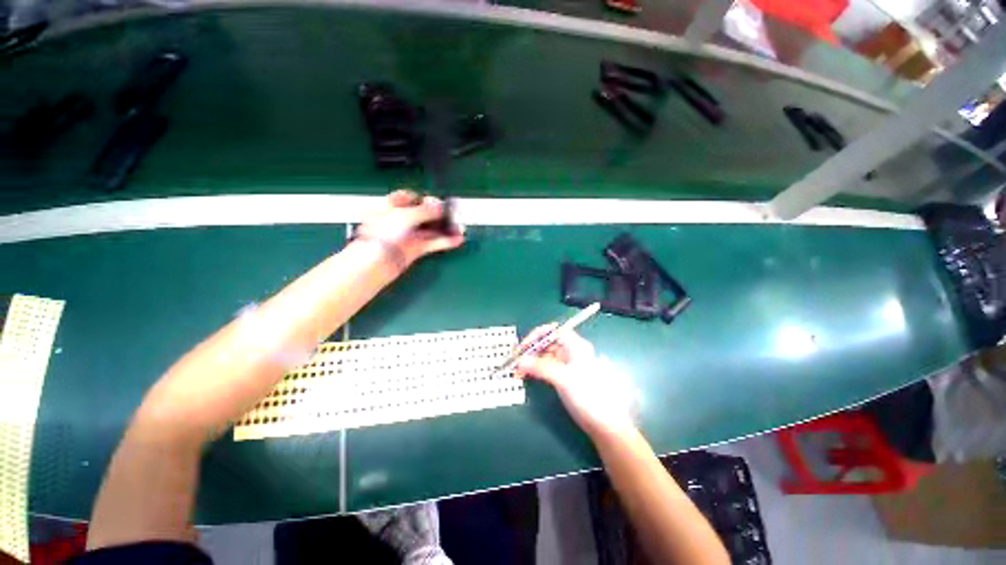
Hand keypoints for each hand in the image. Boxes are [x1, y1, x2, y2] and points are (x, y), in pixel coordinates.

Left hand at [355, 190, 464, 267]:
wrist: (377, 261)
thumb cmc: (386, 233)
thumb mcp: (407, 216)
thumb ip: (426, 210)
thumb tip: (440, 206)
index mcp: (391, 207)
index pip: (407, 197)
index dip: (421, 198)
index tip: (435, 200)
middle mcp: (399, 220)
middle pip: (422, 214)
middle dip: (438, 214)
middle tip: (452, 215)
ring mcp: (408, 236)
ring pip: (429, 229)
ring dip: (445, 229)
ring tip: (460, 229)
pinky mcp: (415, 249)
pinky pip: (432, 243)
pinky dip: (444, 241)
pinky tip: (457, 240)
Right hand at [515, 326, 637, 440]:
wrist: (604, 424)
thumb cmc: (588, 396)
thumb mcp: (563, 379)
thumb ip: (540, 368)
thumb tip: (519, 360)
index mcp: (575, 345)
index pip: (552, 331)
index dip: (535, 336)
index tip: (522, 348)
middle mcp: (571, 351)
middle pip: (546, 343)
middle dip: (530, 350)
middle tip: (515, 361)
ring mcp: (567, 364)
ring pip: (544, 355)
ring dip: (530, 361)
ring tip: (517, 371)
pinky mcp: (563, 376)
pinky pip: (545, 367)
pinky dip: (534, 369)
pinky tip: (525, 375)